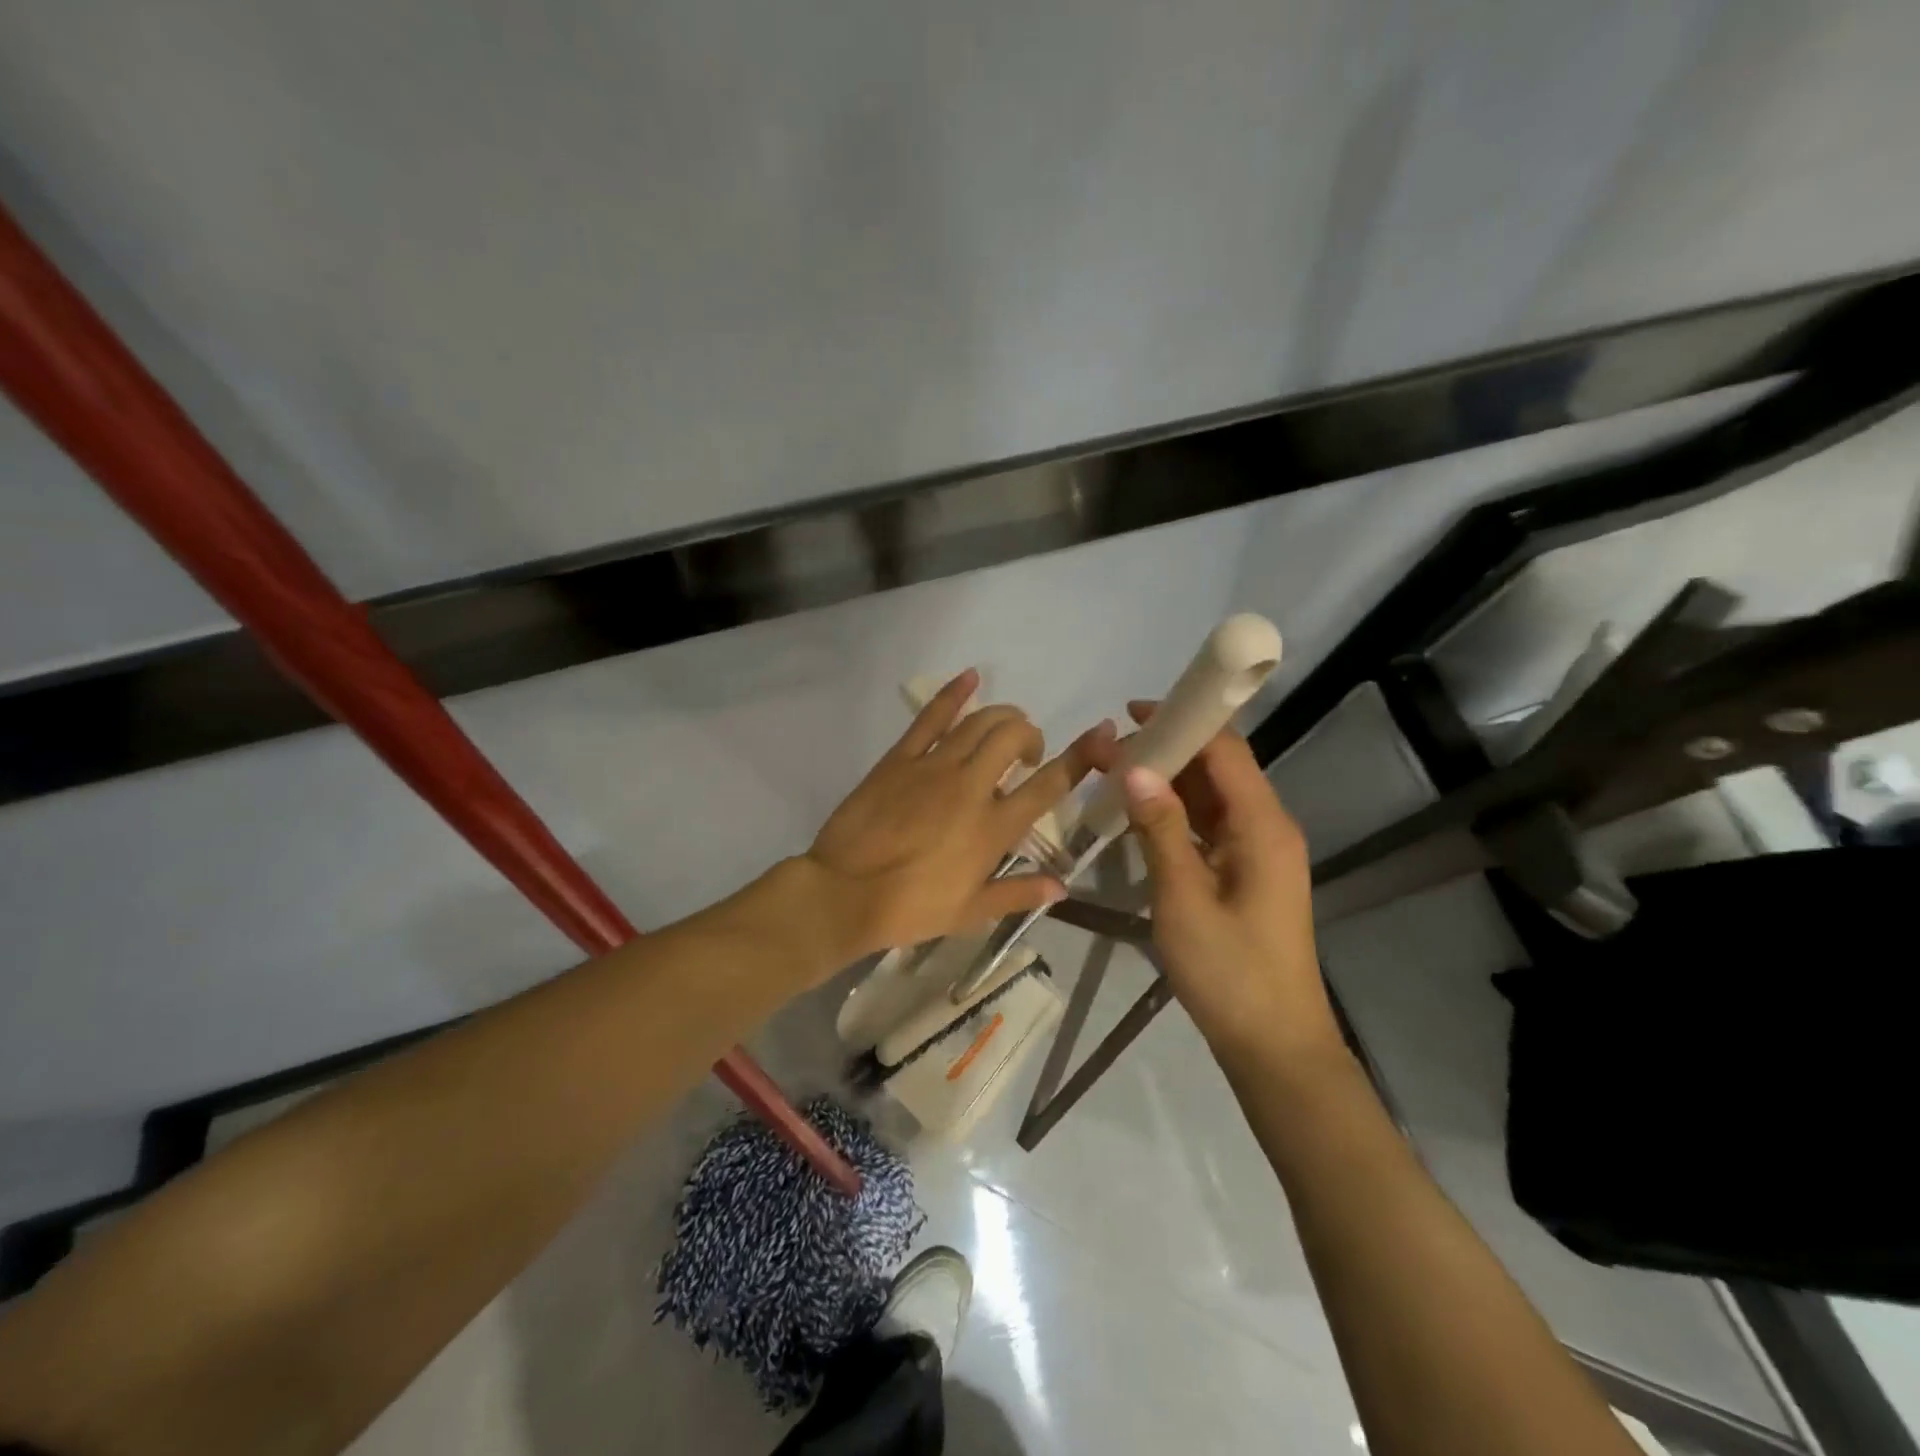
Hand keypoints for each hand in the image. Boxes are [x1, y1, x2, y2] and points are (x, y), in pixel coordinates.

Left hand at [804, 670, 1113, 962]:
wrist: (844, 893)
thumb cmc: (911, 908)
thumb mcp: (971, 912)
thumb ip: (1018, 894)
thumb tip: (1061, 887)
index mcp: (995, 827)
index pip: (1049, 784)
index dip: (1080, 756)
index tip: (1101, 735)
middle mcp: (972, 787)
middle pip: (1015, 737)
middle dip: (1030, 735)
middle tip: (1025, 754)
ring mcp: (935, 767)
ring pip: (980, 721)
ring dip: (1002, 716)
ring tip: (1004, 729)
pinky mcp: (901, 758)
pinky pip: (931, 717)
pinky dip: (953, 693)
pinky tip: (970, 677)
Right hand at [1095, 702, 1342, 1063]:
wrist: (1273, 1046)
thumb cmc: (1229, 972)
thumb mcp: (1184, 898)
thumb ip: (1161, 829)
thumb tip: (1135, 768)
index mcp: (1263, 826)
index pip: (1225, 750)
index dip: (1182, 721)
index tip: (1130, 714)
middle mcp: (1266, 828)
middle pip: (1217, 770)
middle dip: (1165, 751)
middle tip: (1107, 749)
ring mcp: (1257, 853)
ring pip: (1211, 799)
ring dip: (1167, 783)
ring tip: (1114, 774)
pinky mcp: (1245, 875)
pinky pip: (1209, 828)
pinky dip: (1175, 815)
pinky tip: (1139, 816)